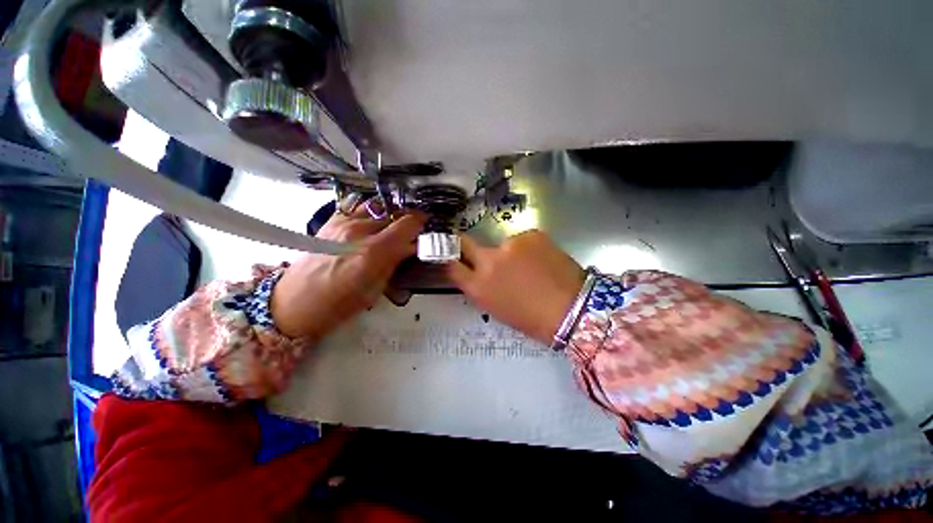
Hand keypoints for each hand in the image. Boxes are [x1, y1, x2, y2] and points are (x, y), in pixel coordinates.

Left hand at [271, 206, 425, 339]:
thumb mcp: (376, 288)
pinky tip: (371, 223)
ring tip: (392, 225)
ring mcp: (342, 223)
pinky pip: (357, 207)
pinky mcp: (331, 221)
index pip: (407, 224)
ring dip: (389, 214)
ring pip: (377, 206)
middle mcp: (359, 231)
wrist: (294, 302)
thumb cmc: (339, 305)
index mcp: (373, 252)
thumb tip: (409, 248)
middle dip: (406, 221)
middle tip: (410, 231)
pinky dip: (370, 212)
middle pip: (394, 214)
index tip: (426, 226)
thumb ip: (394, 263)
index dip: (421, 222)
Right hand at [446, 230, 585, 344]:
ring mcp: (509, 245)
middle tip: (477, 249)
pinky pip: (523, 240)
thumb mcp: (497, 308)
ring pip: (501, 243)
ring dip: (510, 252)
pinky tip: (544, 260)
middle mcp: (488, 262)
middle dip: (466, 244)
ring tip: (530, 266)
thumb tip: (479, 272)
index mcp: (478, 287)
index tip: (452, 254)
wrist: (573, 309)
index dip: (450, 257)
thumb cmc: (532, 319)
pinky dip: (529, 248)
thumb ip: (482, 287)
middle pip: (465, 242)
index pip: (451, 265)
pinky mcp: (531, 234)